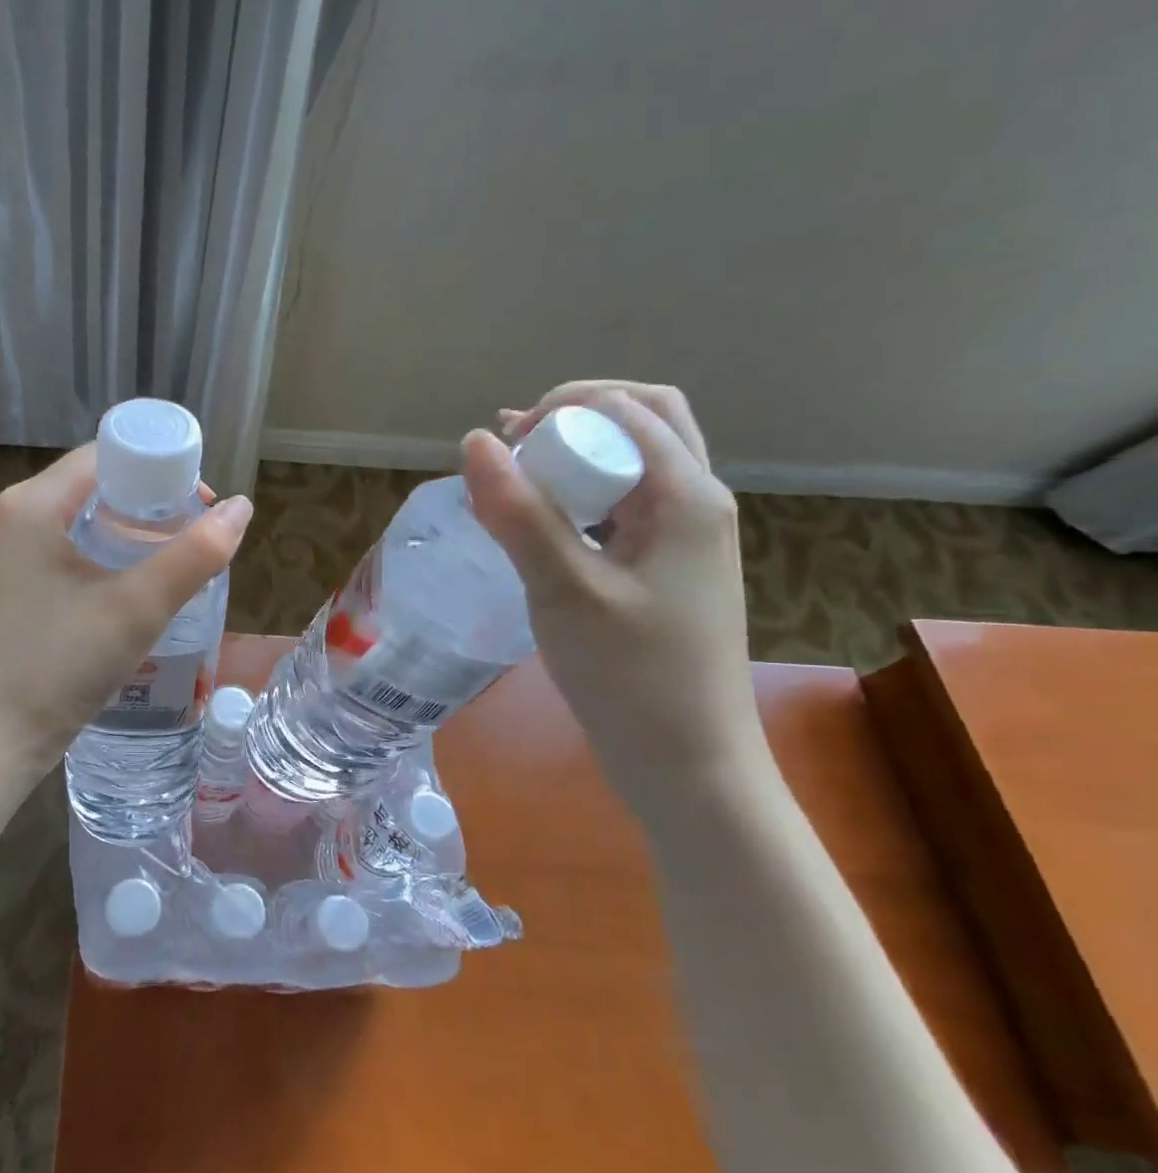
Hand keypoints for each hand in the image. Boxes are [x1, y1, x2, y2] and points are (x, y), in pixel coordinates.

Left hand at [0, 445, 252, 780]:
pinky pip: (59, 551)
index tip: (198, 504)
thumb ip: (195, 556)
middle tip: (191, 536)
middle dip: (146, 505)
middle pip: (91, 487)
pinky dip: (98, 557)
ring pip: (76, 521)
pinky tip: (125, 589)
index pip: (105, 456)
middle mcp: (8, 517)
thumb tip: (241, 509)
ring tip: (168, 562)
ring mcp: (1, 555)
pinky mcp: (3, 587)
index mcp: (31, 504)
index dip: (158, 469)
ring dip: (124, 533)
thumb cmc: (58, 667)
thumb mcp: (136, 610)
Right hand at [460, 382, 766, 815]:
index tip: (505, 444)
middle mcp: (697, 502)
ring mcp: (686, 537)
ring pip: (637, 462)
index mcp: (687, 496)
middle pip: (645, 420)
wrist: (687, 764)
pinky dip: (584, 494)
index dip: (561, 409)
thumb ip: (520, 513)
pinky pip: (627, 505)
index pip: (627, 409)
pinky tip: (542, 519)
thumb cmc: (630, 676)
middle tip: (519, 444)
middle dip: (577, 418)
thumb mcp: (565, 590)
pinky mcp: (667, 568)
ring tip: (518, 471)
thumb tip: (475, 442)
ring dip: (580, 453)